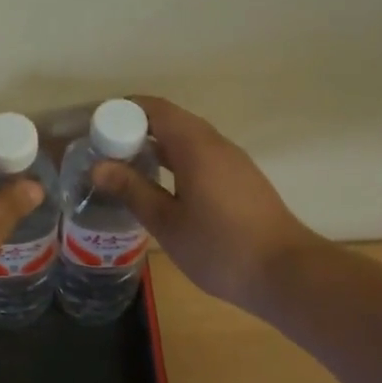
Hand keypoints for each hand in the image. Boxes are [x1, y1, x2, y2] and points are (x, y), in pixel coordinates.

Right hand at [91, 96, 319, 311]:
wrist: (286, 273)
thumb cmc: (220, 248)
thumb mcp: (167, 222)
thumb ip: (133, 190)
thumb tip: (98, 166)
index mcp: (196, 146)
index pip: (155, 109)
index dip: (122, 110)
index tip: (95, 128)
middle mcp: (216, 144)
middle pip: (171, 120)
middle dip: (135, 128)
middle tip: (103, 150)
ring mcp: (233, 161)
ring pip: (188, 139)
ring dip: (156, 145)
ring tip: (125, 167)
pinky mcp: (241, 180)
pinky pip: (201, 156)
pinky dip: (175, 160)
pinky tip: (161, 186)